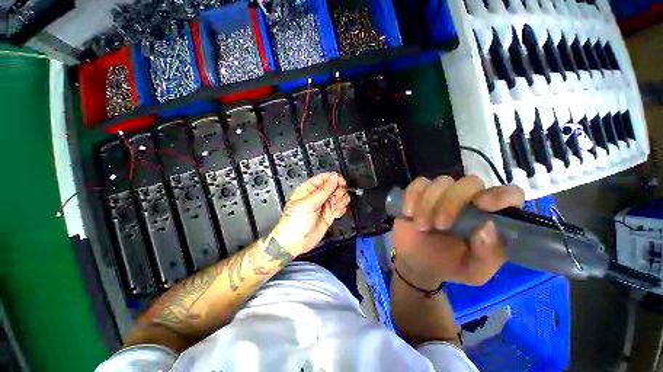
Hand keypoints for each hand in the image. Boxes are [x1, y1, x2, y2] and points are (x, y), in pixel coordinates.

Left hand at [270, 173, 350, 255]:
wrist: (294, 242)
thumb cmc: (293, 222)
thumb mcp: (309, 203)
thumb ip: (323, 190)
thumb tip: (334, 178)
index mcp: (309, 189)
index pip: (324, 178)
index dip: (334, 179)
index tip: (341, 182)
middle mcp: (317, 196)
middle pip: (334, 186)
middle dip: (339, 191)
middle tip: (337, 197)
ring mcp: (324, 205)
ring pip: (339, 196)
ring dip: (341, 201)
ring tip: (335, 207)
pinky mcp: (329, 214)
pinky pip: (340, 207)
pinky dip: (341, 209)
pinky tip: (336, 213)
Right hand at [392, 175, 524, 287]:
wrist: (418, 263)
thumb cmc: (450, 265)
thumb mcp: (475, 270)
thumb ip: (488, 254)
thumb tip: (487, 227)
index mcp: (490, 217)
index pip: (509, 194)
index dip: (500, 195)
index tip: (482, 206)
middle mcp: (469, 200)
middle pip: (470, 182)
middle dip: (452, 202)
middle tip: (440, 225)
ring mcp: (443, 194)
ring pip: (442, 181)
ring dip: (428, 203)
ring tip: (422, 226)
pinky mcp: (420, 193)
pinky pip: (418, 184)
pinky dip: (412, 196)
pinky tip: (409, 213)